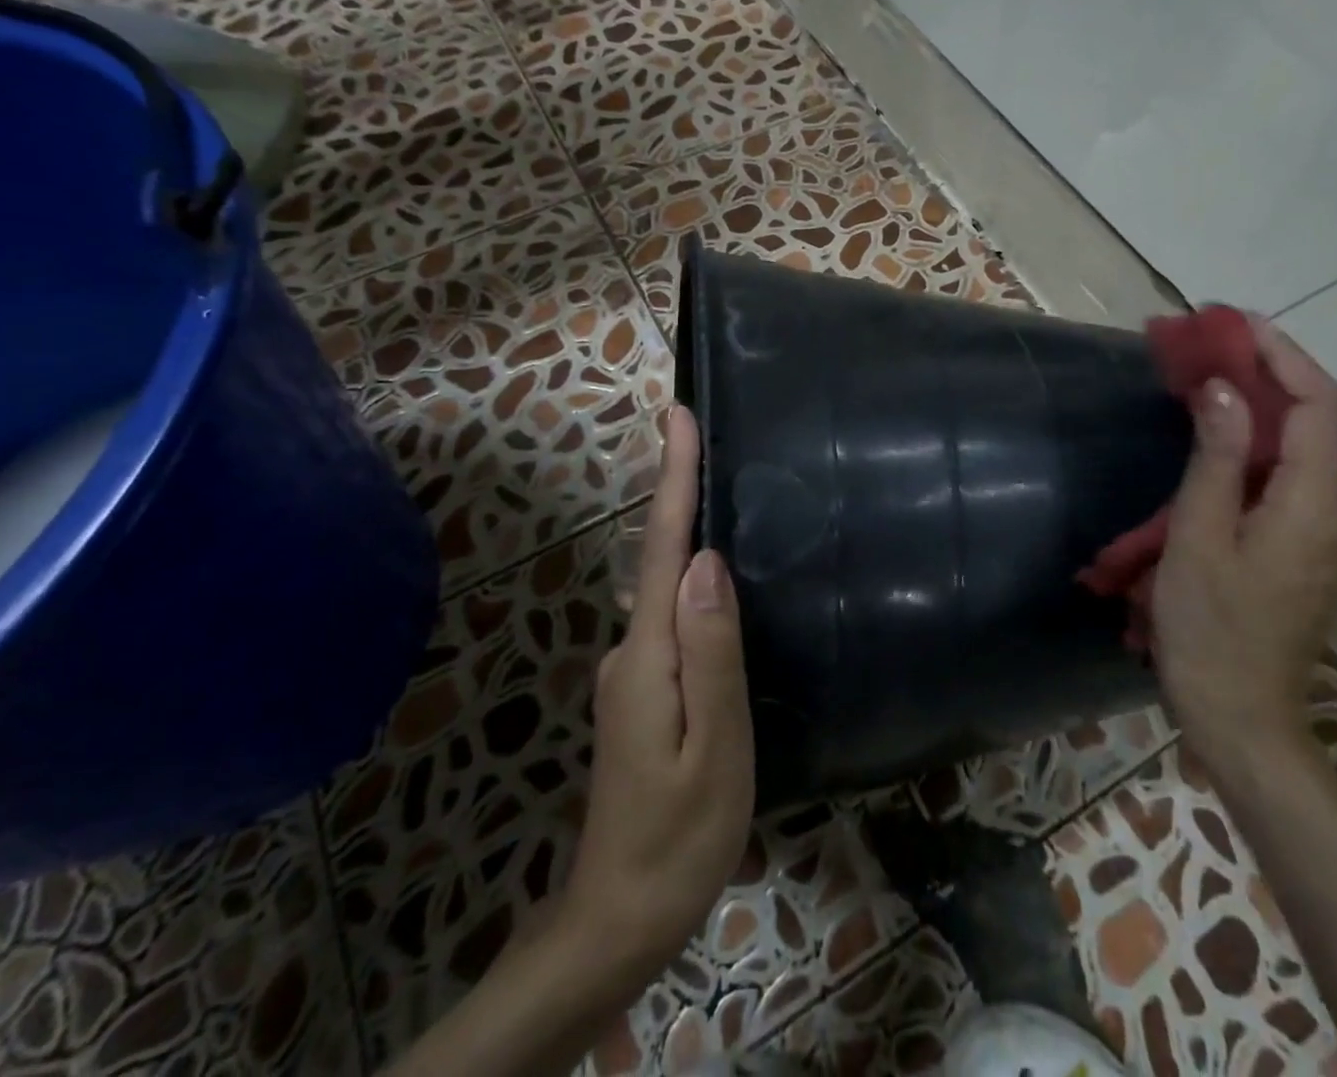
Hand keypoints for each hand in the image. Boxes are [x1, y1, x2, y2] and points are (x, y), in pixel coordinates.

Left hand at [561, 405, 754, 988]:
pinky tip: (716, 578)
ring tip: (717, 485)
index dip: (672, 478)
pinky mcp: (643, 689)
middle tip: (703, 433)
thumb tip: (707, 561)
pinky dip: (691, 580)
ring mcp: (633, 671)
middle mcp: (632, 649)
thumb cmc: (680, 836)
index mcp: (649, 654)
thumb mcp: (715, 745)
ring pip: (665, 586)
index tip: (677, 417)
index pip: (662, 547)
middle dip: (679, 490)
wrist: (619, 919)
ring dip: (684, 530)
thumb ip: (712, 650)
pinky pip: (673, 617)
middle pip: (659, 555)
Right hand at [1149, 319, 1336, 774]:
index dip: (1283, 354)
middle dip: (1267, 371)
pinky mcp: (1302, 551)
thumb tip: (1223, 388)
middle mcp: (1334, 512)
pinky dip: (1253, 444)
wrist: (1241, 722)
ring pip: (1300, 449)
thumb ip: (1217, 459)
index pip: (1320, 405)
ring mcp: (1322, 535)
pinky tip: (1213, 443)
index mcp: (1313, 505)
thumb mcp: (1199, 540)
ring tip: (1202, 382)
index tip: (1233, 323)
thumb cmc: (1210, 631)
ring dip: (1258, 405)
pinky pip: (1285, 478)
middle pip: (1316, 420)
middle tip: (1205, 347)